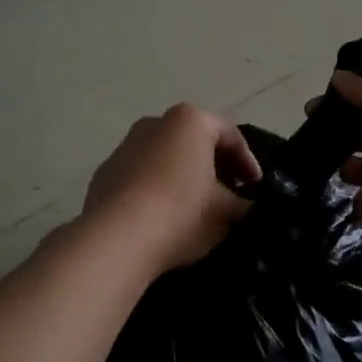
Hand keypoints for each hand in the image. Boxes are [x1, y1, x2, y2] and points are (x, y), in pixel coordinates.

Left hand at [81, 105, 261, 275]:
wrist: (117, 240)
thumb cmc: (182, 213)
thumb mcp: (227, 213)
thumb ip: (245, 206)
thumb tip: (249, 209)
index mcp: (190, 121)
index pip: (230, 135)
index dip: (249, 162)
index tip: (257, 189)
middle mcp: (155, 123)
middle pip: (195, 142)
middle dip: (215, 167)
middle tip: (230, 195)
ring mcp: (124, 146)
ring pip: (165, 157)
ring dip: (183, 177)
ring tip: (196, 209)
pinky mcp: (104, 173)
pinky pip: (140, 176)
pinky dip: (156, 189)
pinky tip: (162, 218)